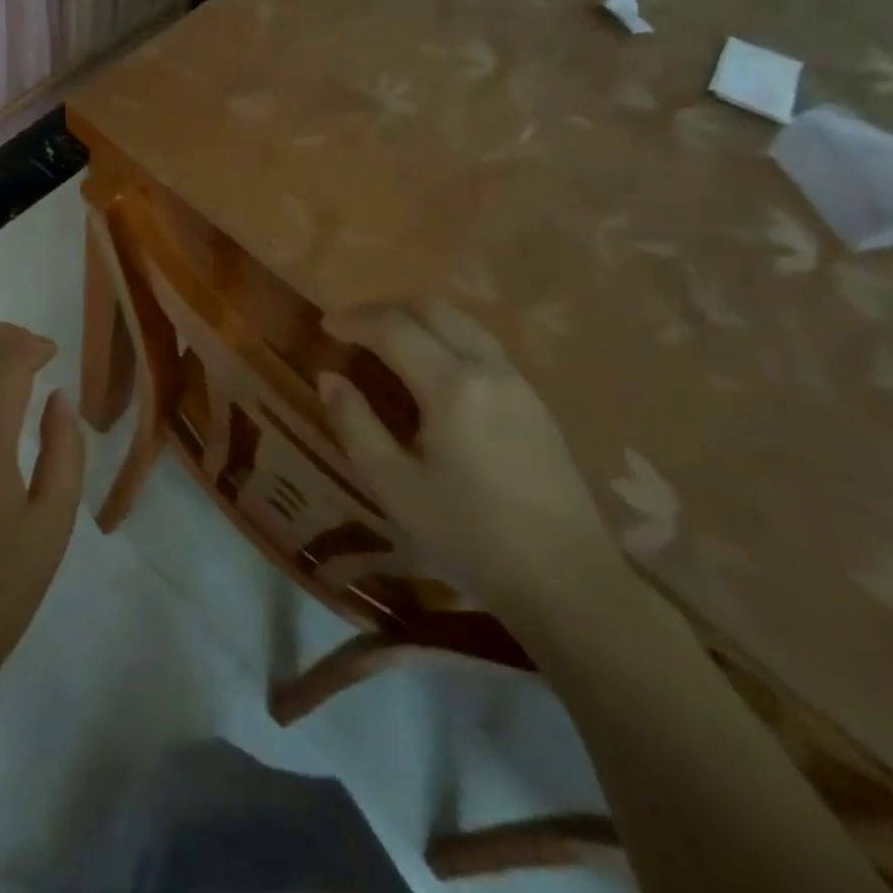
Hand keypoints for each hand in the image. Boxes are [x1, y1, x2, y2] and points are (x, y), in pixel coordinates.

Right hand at [317, 299, 620, 619]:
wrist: (569, 583)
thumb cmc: (470, 536)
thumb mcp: (395, 486)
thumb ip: (356, 424)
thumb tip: (329, 377)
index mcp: (453, 386)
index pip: (394, 328)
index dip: (353, 321)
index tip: (324, 327)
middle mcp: (489, 368)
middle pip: (433, 309)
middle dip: (386, 309)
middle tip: (352, 330)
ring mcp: (518, 382)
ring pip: (462, 322)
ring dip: (418, 320)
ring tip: (386, 344)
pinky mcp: (535, 401)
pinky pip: (482, 345)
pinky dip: (445, 338)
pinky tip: (430, 371)